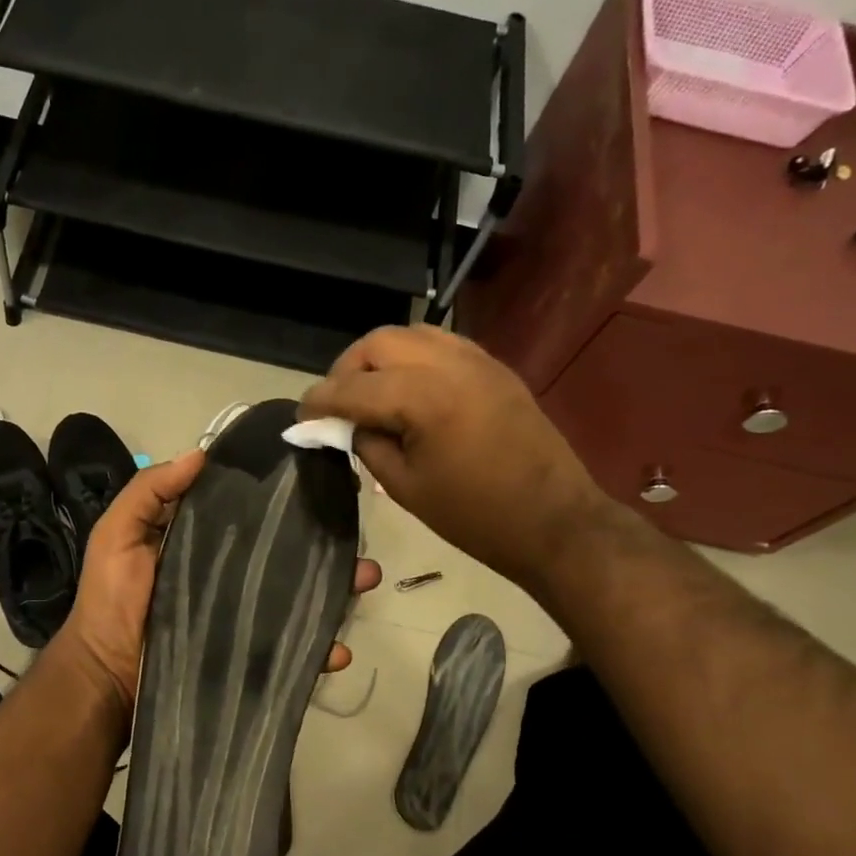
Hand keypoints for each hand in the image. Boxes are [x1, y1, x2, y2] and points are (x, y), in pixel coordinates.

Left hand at [56, 448, 381, 709]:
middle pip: (290, 555)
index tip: (325, 479)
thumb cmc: (112, 602)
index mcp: (207, 543)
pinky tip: (338, 649)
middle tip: (358, 536)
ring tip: (365, 580)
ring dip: (340, 590)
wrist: (106, 678)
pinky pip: (294, 652)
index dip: (287, 498)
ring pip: (303, 598)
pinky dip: (321, 650)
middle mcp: (233, 576)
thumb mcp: (118, 535)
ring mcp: (245, 618)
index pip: (255, 514)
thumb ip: (151, 492)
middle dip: (328, 544)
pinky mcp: (251, 657)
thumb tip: (203, 453)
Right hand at [300, 325, 609, 581]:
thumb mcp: (404, 487)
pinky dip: (412, 358)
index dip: (320, 400)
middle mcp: (448, 364)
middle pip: (378, 344)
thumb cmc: (474, 516)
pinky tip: (406, 389)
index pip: (353, 388)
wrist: (554, 520)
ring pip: (410, 335)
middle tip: (336, 404)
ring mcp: (476, 360)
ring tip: (368, 393)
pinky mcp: (494, 368)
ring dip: (379, 358)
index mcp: (423, 397)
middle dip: (347, 369)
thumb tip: (346, 424)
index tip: (301, 415)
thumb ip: (367, 444)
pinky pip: (440, 345)